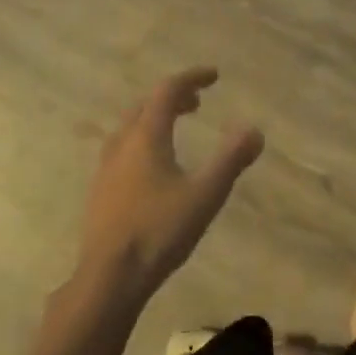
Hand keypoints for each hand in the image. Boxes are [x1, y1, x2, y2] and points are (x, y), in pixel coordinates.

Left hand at [73, 68, 263, 305]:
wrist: (108, 278)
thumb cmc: (159, 232)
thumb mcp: (204, 195)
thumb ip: (231, 160)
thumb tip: (255, 130)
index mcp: (146, 136)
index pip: (167, 90)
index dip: (192, 78)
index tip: (214, 76)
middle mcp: (122, 143)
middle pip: (146, 105)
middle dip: (173, 97)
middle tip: (198, 103)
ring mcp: (106, 167)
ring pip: (131, 127)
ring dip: (155, 119)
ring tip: (176, 129)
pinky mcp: (100, 190)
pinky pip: (123, 149)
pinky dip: (143, 141)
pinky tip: (154, 168)